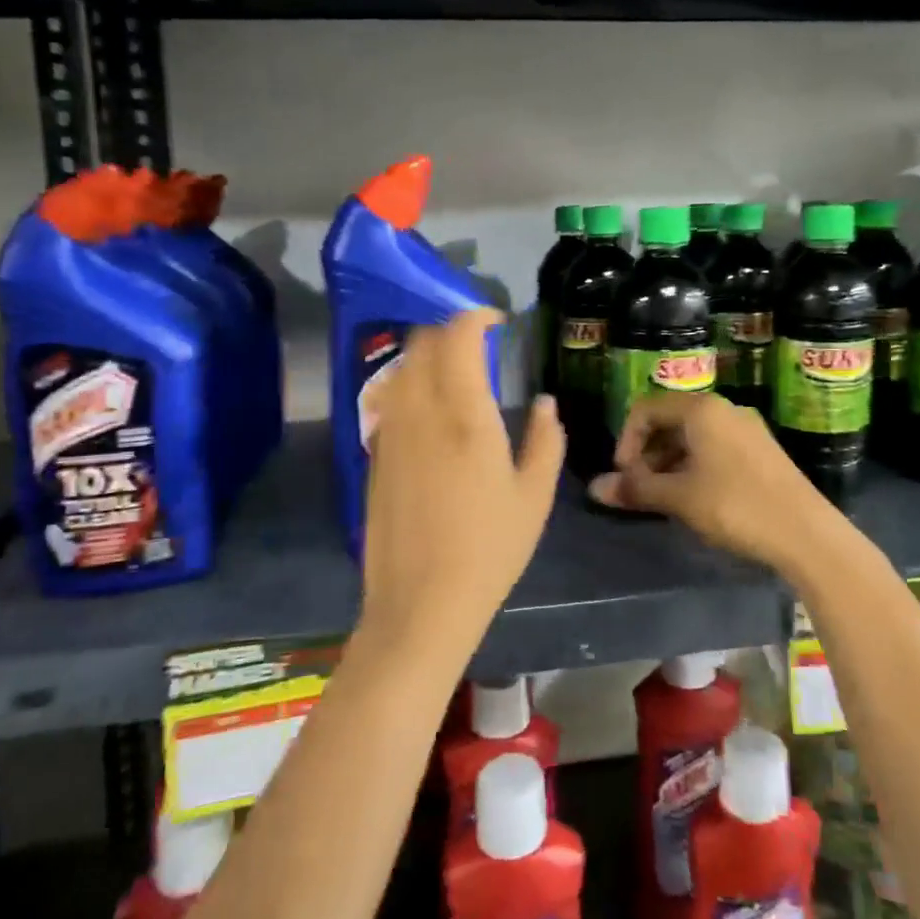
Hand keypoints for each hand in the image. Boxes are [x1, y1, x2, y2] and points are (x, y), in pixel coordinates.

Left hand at [359, 310, 563, 658]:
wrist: (420, 602)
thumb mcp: (534, 495)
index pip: (458, 335)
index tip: (497, 321)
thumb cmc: (489, 549)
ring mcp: (391, 431)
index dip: (476, 316)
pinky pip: (390, 399)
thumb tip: (544, 403)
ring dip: (427, 355)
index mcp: (465, 413)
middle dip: (449, 329)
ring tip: (454, 373)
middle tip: (477, 344)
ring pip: (401, 367)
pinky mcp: (374, 454)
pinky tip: (430, 412)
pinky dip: (410, 385)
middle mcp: (420, 410)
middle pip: (422, 341)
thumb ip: (545, 439)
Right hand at [587, 392, 835, 574]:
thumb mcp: (678, 498)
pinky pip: (714, 448)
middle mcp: (723, 409)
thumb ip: (635, 489)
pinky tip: (694, 498)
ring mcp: (745, 429)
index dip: (626, 440)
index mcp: (701, 409)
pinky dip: (693, 466)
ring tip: (664, 498)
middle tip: (641, 489)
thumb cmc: (735, 506)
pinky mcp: (760, 451)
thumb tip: (594, 488)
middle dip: (647, 453)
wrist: (807, 534)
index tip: (625, 476)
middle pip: (669, 420)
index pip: (646, 409)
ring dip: (668, 462)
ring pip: (692, 436)